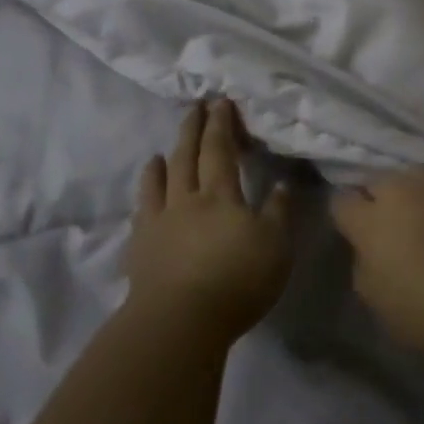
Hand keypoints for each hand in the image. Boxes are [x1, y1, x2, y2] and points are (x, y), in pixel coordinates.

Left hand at [125, 100, 292, 342]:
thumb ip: (279, 213)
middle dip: (192, 130)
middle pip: (187, 157)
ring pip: (159, 183)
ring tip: (160, 152)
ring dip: (162, 163)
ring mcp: (159, 224)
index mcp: (220, 195)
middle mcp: (186, 200)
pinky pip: (141, 215)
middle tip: (194, 108)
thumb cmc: (236, 280)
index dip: (220, 124)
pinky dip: (144, 199)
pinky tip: (145, 200)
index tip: (220, 102)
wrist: (179, 321)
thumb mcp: (275, 246)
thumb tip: (283, 184)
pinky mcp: (140, 250)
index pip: (219, 150)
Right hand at [331, 168, 423, 361]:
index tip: (354, 234)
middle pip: (380, 181)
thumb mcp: (379, 304)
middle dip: (380, 199)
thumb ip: (365, 266)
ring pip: (418, 180)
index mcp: (372, 217)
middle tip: (392, 229)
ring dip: (417, 197)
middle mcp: (405, 188)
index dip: (346, 217)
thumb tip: (369, 249)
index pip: (342, 201)